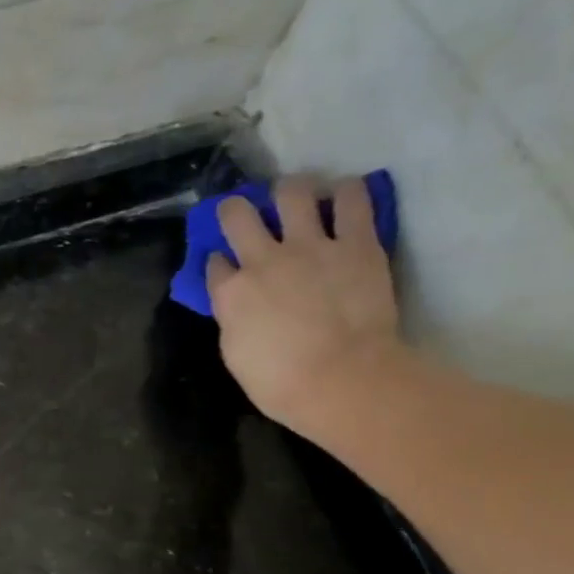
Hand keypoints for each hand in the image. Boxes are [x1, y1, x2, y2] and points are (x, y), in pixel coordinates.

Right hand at [206, 175, 403, 434]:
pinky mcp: (357, 242)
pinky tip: (343, 194)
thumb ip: (233, 319)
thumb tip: (236, 305)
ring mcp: (311, 245)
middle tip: (245, 210)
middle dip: (237, 208)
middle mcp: (263, 259)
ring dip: (290, 190)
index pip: (215, 263)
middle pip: (239, 215)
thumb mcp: (236, 354)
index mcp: (231, 292)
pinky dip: (346, 192)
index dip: (219, 261)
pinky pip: (352, 199)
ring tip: (297, 196)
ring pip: (293, 193)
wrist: (341, 378)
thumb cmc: (280, 383)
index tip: (225, 265)